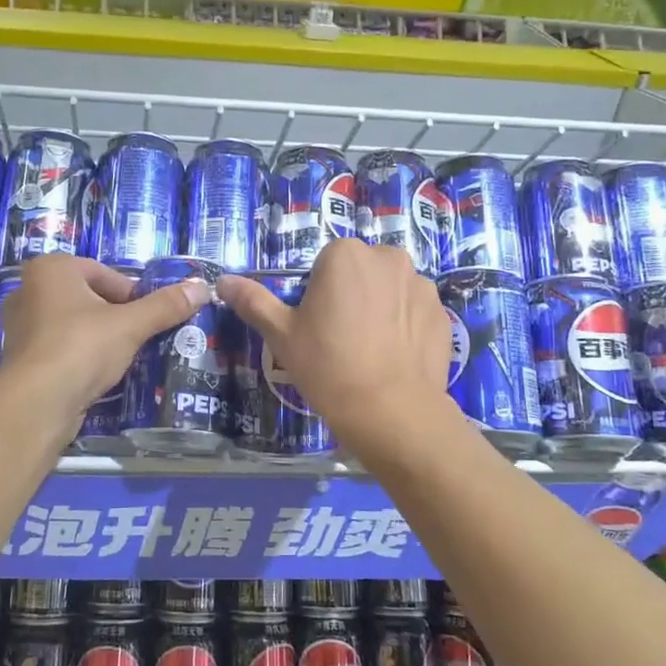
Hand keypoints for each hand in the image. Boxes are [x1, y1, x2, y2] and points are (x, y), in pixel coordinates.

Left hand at [0, 254, 212, 419]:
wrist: (37, 403)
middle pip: (89, 298)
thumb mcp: (130, 325)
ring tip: (121, 358)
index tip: (147, 319)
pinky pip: (59, 348)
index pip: (105, 274)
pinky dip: (79, 357)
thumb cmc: (81, 347)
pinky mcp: (20, 358)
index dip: (132, 296)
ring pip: (73, 324)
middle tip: (137, 338)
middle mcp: (29, 290)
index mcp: (51, 269)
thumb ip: (165, 306)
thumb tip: (202, 288)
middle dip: (115, 316)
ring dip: (97, 338)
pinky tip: (97, 375)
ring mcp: (20, 326)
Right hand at [218, 240, 450, 451]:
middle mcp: (387, 257)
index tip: (316, 327)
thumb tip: (222, 281)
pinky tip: (395, 357)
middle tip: (340, 339)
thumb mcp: (281, 334)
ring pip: (389, 289)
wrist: (391, 411)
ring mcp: (420, 284)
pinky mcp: (442, 312)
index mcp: (345, 254)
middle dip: (351, 295)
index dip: (316, 295)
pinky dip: (405, 325)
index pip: (324, 264)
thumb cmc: (328, 365)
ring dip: (380, 307)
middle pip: (359, 271)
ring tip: (370, 350)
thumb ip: (253, 301)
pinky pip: (415, 310)